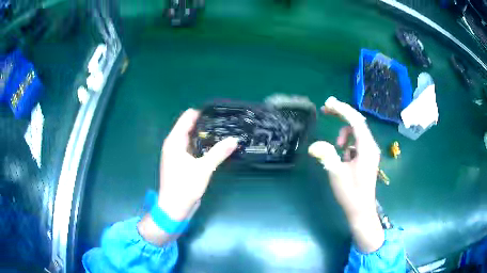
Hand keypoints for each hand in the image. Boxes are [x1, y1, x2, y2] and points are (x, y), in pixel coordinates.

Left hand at [158, 109, 238, 220]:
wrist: (174, 208)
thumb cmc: (184, 186)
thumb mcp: (203, 168)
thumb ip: (219, 152)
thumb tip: (234, 139)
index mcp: (174, 141)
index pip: (187, 118)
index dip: (201, 113)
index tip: (218, 112)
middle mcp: (173, 145)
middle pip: (189, 127)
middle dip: (205, 124)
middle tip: (224, 123)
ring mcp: (177, 154)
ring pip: (191, 138)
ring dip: (204, 136)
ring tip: (223, 132)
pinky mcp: (181, 163)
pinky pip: (192, 148)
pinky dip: (202, 146)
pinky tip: (214, 147)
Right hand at [309, 97, 383, 252]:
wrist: (361, 210)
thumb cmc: (351, 193)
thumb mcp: (336, 174)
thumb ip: (326, 156)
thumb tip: (314, 145)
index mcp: (366, 148)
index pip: (355, 121)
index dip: (342, 109)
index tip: (328, 103)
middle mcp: (371, 146)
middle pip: (357, 122)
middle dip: (342, 114)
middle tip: (326, 109)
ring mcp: (370, 151)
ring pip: (356, 131)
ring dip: (344, 132)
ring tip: (336, 146)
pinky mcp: (367, 157)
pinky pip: (356, 141)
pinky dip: (347, 142)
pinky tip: (343, 156)